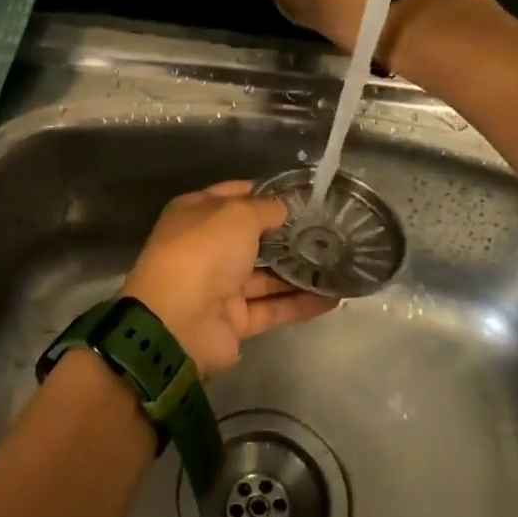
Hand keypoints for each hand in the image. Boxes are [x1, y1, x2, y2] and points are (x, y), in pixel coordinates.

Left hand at [120, 182, 337, 376]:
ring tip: (339, 262)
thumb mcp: (236, 215)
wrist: (177, 323)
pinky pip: (272, 308)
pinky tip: (333, 297)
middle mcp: (206, 249)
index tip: (303, 195)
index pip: (234, 196)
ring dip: (299, 271)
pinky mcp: (234, 320)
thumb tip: (282, 209)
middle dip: (287, 234)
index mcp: (195, 215)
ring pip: (265, 276)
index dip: (266, 193)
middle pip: (252, 238)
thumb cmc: (203, 253)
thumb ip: (264, 209)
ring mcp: (219, 287)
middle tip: (329, 229)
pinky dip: (300, 304)